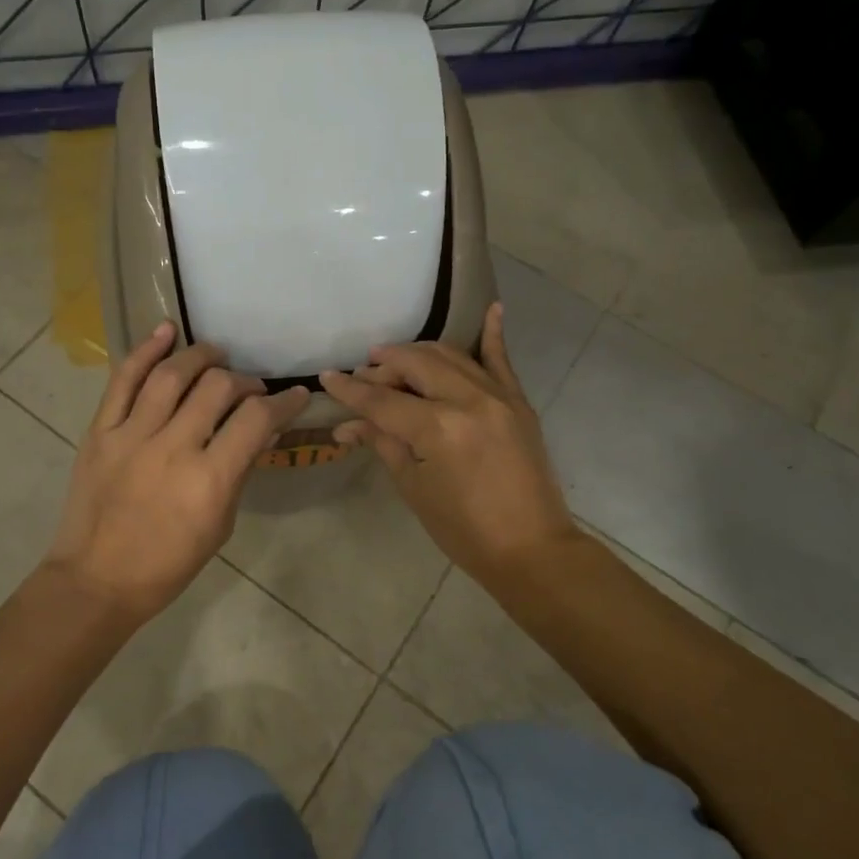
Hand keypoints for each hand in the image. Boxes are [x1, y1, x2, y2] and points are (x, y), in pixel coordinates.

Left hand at [45, 323, 309, 621]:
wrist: (97, 580)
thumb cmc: (168, 565)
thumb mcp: (220, 525)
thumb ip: (240, 471)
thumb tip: (263, 432)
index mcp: (209, 480)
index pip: (256, 420)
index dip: (283, 402)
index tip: (294, 396)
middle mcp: (172, 448)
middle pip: (217, 387)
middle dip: (243, 381)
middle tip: (249, 390)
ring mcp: (131, 435)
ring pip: (171, 374)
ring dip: (200, 356)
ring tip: (215, 356)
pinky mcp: (100, 431)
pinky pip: (123, 380)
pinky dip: (144, 350)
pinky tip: (166, 331)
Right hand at [320, 303, 580, 584]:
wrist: (532, 550)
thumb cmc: (463, 529)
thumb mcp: (414, 488)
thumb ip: (384, 444)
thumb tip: (348, 424)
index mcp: (438, 428)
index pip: (382, 400)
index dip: (350, 390)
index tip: (327, 377)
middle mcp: (468, 400)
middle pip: (414, 366)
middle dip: (383, 366)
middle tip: (363, 374)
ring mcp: (498, 396)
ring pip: (450, 356)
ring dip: (418, 354)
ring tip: (393, 358)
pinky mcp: (518, 402)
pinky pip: (502, 360)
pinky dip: (494, 333)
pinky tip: (491, 308)